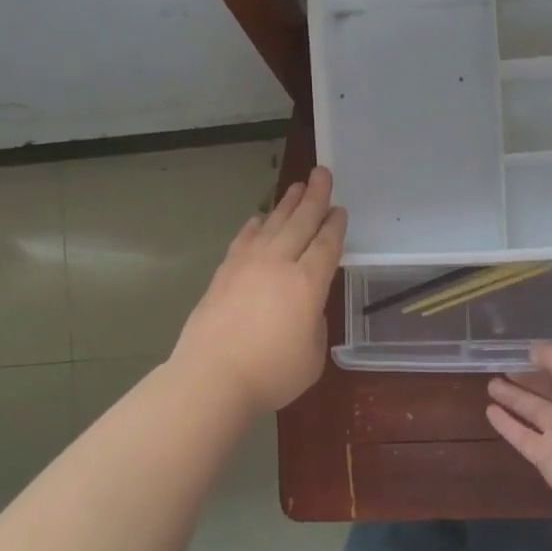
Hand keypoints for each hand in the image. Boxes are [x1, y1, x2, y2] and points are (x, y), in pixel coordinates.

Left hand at [170, 166, 346, 414]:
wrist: (211, 378)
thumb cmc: (271, 374)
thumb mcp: (312, 356)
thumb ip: (314, 325)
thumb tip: (304, 309)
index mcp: (307, 284)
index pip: (326, 246)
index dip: (335, 226)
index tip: (340, 209)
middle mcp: (278, 265)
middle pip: (300, 223)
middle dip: (314, 197)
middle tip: (322, 173)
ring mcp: (246, 266)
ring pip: (271, 226)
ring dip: (286, 205)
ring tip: (296, 186)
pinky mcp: (222, 275)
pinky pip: (243, 241)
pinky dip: (254, 228)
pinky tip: (257, 220)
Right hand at [486, 343, 551, 511]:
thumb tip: (534, 351)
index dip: (549, 359)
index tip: (524, 351)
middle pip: (550, 390)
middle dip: (528, 378)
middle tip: (503, 367)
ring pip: (534, 411)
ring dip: (513, 397)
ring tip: (490, 384)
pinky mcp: (545, 456)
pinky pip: (522, 435)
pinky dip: (506, 423)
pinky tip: (488, 411)